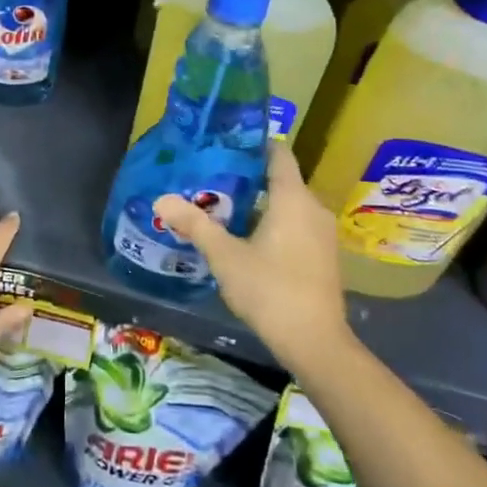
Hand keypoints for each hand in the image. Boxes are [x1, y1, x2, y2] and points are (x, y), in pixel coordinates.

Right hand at [154, 143, 349, 371]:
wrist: (315, 342)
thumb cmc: (270, 289)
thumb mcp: (225, 256)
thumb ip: (194, 224)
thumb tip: (161, 199)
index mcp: (293, 198)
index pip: (279, 154)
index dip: (254, 144)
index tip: (226, 143)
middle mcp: (313, 208)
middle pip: (282, 179)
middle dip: (249, 176)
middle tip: (213, 177)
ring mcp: (323, 234)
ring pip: (289, 204)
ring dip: (261, 203)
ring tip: (224, 207)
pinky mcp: (324, 256)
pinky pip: (297, 224)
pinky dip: (275, 223)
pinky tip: (249, 238)